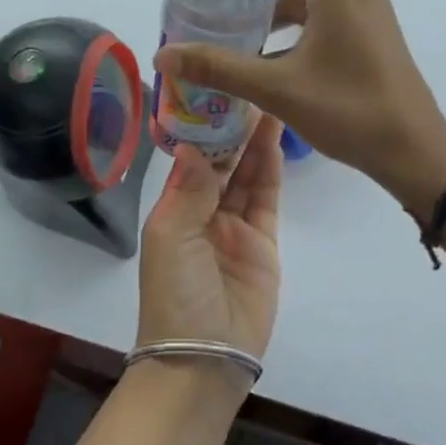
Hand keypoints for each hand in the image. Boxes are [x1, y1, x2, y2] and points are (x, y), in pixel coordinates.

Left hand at [137, 114, 283, 358]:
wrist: (205, 356)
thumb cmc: (176, 293)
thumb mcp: (171, 237)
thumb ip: (188, 190)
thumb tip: (190, 143)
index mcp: (173, 210)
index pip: (190, 159)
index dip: (202, 128)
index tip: (215, 92)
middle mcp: (203, 213)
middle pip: (221, 163)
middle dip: (233, 129)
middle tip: (249, 88)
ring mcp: (235, 228)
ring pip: (246, 175)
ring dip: (254, 143)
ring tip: (267, 103)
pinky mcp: (263, 243)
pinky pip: (266, 199)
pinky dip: (270, 170)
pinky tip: (274, 140)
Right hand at [153, 0, 445, 215]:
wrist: (414, 150)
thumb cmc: (348, 110)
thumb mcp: (277, 89)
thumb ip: (219, 68)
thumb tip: (165, 56)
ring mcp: (371, 18)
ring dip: (284, 3)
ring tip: (248, 34)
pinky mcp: (375, 41)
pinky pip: (334, 16)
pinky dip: (303, 25)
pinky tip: (276, 62)